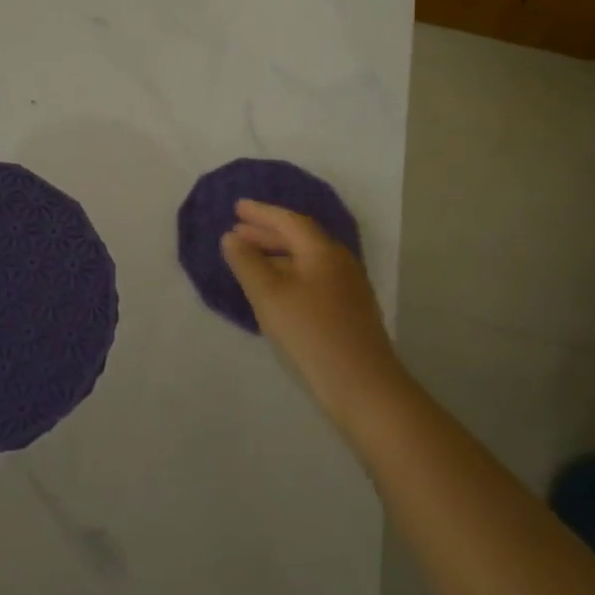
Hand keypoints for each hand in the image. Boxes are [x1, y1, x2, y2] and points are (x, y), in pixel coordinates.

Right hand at [221, 199, 405, 426]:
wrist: (363, 387)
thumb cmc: (310, 334)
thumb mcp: (269, 296)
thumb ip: (247, 263)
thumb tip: (231, 237)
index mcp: (322, 251)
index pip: (289, 221)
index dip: (261, 213)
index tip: (236, 207)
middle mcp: (339, 262)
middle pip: (300, 238)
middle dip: (267, 232)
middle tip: (238, 230)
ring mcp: (348, 287)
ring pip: (307, 259)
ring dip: (277, 254)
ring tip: (251, 258)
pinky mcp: (349, 310)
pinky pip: (313, 277)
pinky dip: (289, 273)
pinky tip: (276, 289)